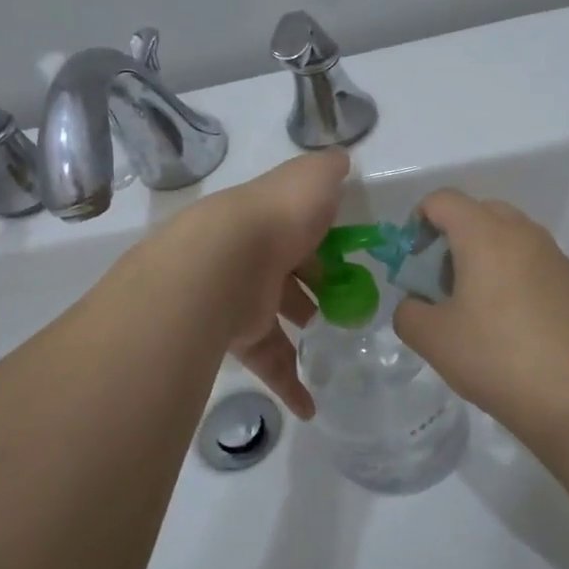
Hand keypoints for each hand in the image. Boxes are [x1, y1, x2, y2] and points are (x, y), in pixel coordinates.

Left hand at [161, 150, 347, 417]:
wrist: (218, 264)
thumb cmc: (275, 219)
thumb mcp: (310, 181)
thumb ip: (327, 170)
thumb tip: (341, 159)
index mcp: (267, 220)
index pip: (297, 229)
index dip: (324, 243)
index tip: (350, 260)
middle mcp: (249, 256)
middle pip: (285, 276)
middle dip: (312, 290)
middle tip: (343, 307)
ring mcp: (238, 297)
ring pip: (274, 320)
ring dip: (301, 334)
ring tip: (331, 351)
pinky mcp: (234, 336)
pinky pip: (266, 363)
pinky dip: (288, 385)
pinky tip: (310, 409)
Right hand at [392, 190, 568, 453]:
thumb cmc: (500, 359)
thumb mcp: (434, 340)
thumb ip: (408, 313)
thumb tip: (417, 305)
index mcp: (485, 235)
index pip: (442, 200)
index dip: (417, 224)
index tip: (414, 265)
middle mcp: (524, 234)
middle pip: (478, 213)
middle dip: (452, 240)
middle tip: (442, 286)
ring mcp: (556, 258)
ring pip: (509, 239)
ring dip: (484, 259)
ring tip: (477, 311)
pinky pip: (534, 265)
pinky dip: (514, 279)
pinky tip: (513, 328)